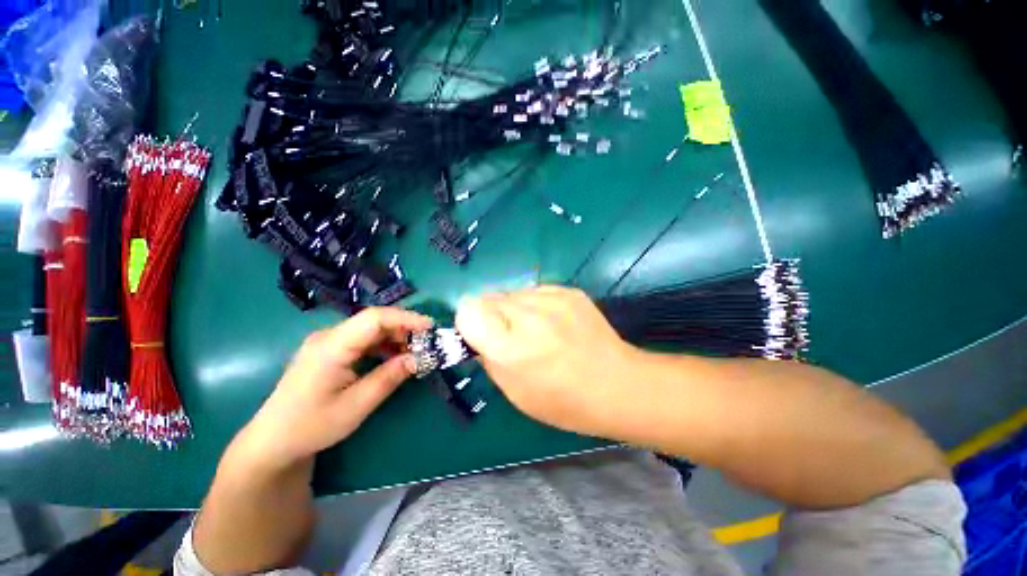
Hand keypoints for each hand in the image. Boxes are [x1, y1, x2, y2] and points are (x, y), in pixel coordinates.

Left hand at [235, 307, 432, 471]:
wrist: (273, 441)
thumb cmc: (312, 425)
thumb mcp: (357, 405)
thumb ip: (390, 377)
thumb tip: (419, 358)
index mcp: (332, 346)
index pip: (374, 318)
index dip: (405, 318)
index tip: (430, 327)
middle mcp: (329, 336)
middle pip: (374, 320)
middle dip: (404, 328)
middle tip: (426, 343)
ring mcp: (328, 342)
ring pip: (370, 329)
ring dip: (395, 337)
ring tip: (414, 352)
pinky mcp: (329, 350)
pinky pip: (362, 339)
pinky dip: (383, 345)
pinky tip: (393, 357)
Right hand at [455, 286, 641, 436]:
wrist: (617, 384)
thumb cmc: (563, 401)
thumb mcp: (514, 392)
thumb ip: (488, 358)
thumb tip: (478, 334)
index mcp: (510, 347)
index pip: (468, 310)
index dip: (470, 321)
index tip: (481, 335)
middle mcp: (528, 316)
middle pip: (488, 297)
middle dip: (491, 315)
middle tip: (510, 336)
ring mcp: (552, 299)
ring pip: (512, 292)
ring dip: (514, 309)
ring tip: (536, 330)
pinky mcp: (569, 291)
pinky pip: (536, 291)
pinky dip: (535, 304)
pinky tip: (554, 322)